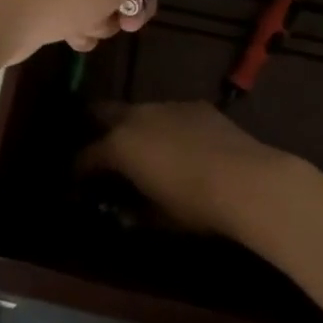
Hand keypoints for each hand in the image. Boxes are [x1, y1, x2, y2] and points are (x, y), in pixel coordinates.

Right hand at [81, 101, 290, 236]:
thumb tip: (122, 210)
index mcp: (119, 145)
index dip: (78, 170)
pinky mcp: (194, 105)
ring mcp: (166, 105)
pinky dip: (164, 126)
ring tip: (141, 149)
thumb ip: (133, 210)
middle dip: (96, 129)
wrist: (246, 179)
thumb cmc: (194, 204)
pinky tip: (178, 145)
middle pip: (103, 113)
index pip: (86, 154)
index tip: (75, 183)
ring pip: (137, 111)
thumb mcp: (157, 217)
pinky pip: (168, 113)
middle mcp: (136, 116)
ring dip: (132, 127)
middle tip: (100, 151)